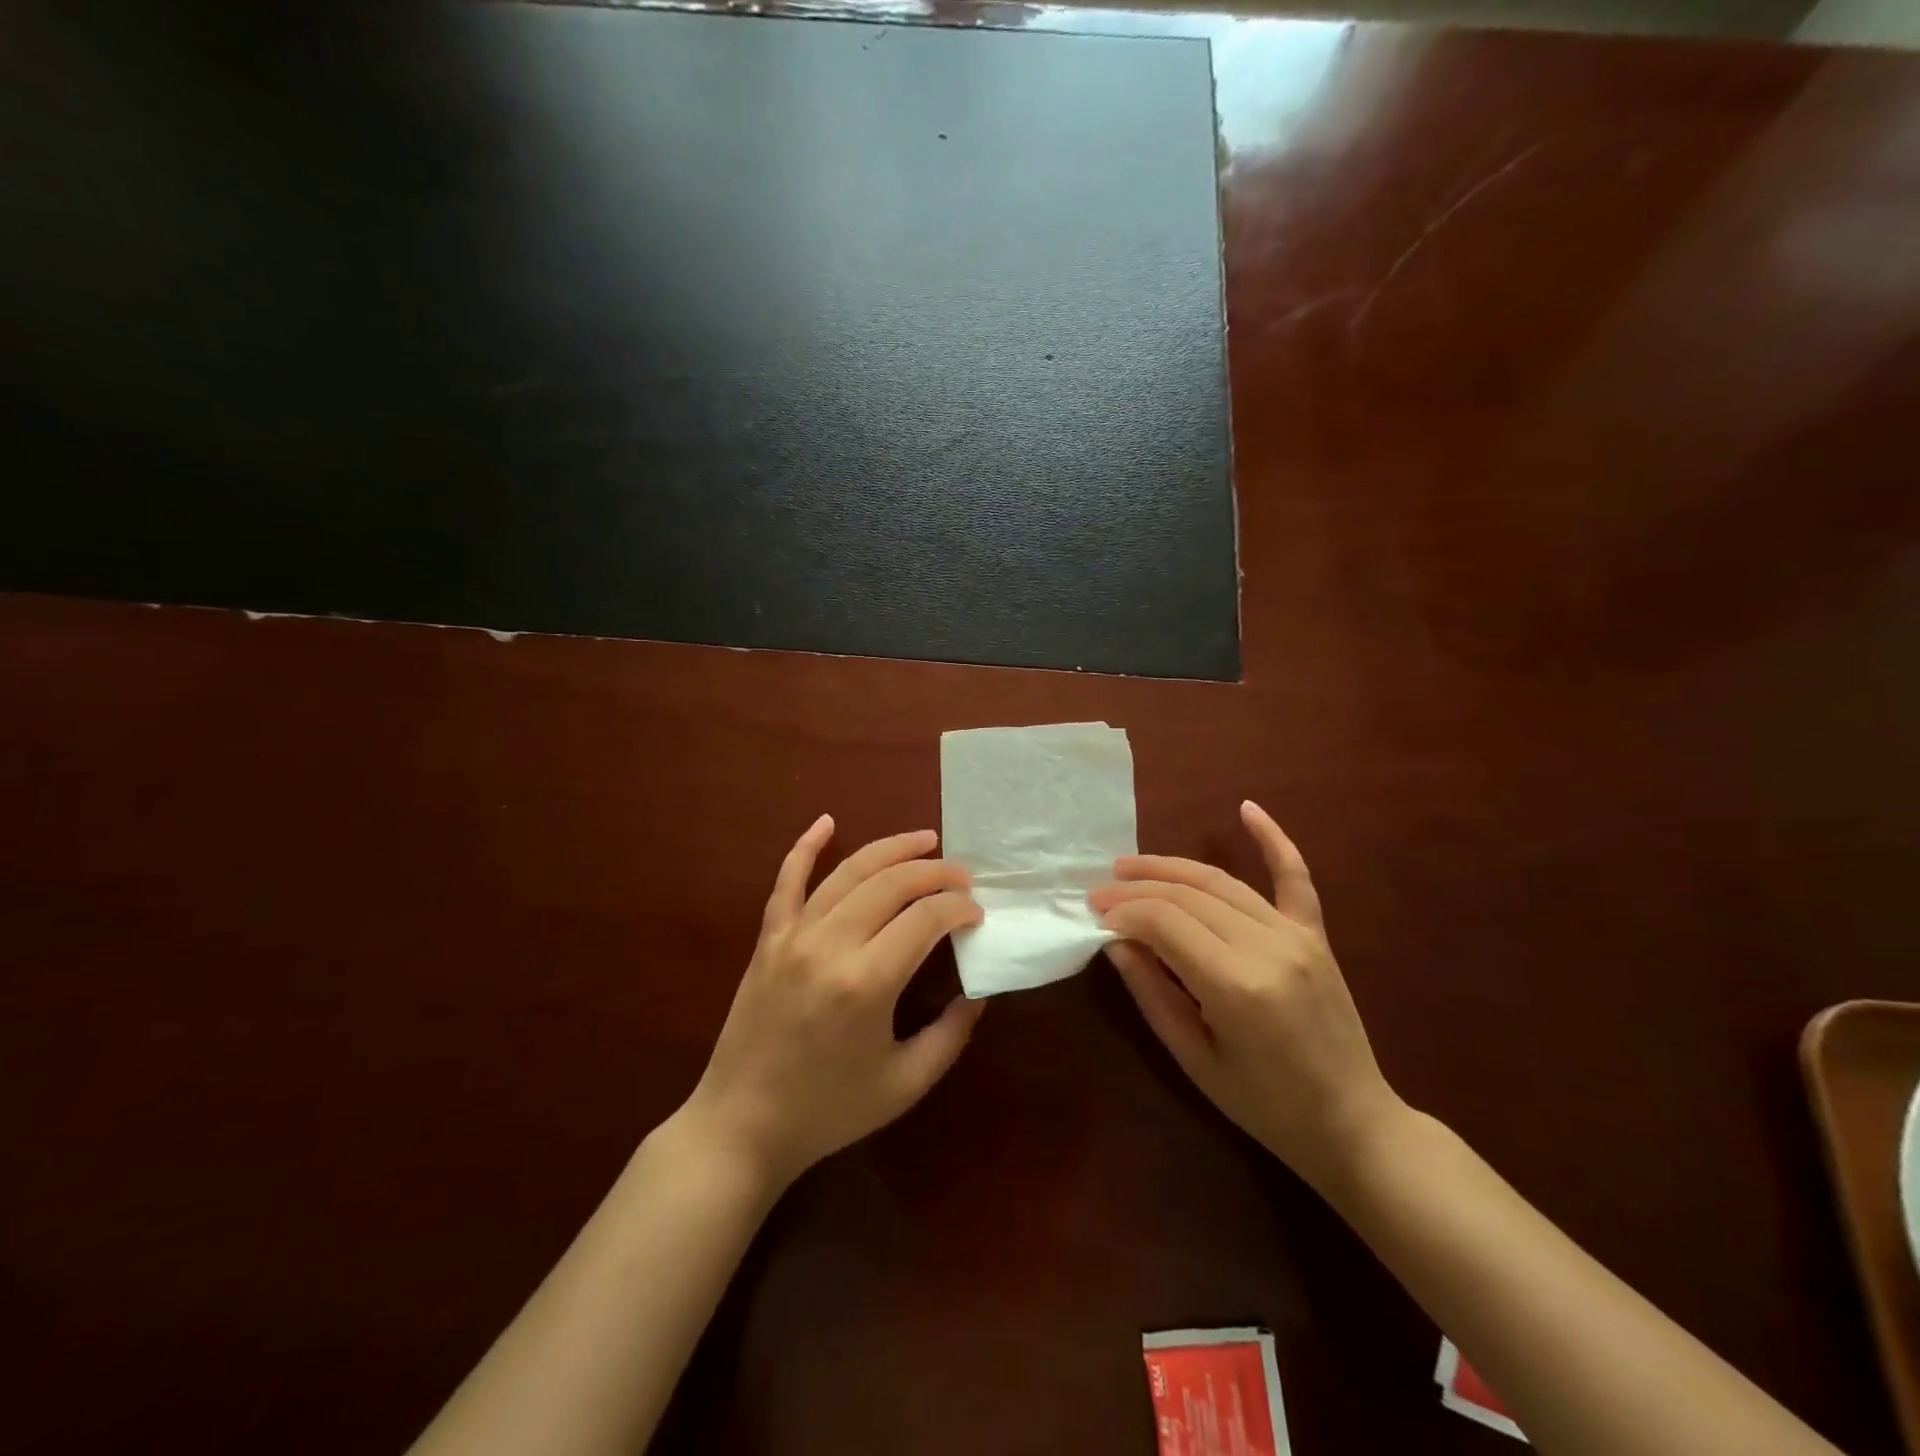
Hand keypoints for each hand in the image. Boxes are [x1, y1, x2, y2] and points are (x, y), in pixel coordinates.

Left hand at [683, 817, 985, 1187]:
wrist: (740, 1127)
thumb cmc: (828, 1112)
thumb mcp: (905, 1084)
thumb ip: (950, 1035)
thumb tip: (977, 992)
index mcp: (867, 983)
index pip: (926, 918)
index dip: (959, 908)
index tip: (977, 914)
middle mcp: (830, 945)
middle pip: (892, 884)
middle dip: (935, 872)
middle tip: (961, 876)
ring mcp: (793, 937)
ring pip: (848, 873)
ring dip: (890, 850)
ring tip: (924, 840)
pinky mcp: (767, 940)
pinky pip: (787, 881)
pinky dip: (806, 847)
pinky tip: (827, 822)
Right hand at [1089, 801, 1403, 1189]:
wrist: (1353, 1124)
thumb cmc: (1265, 1107)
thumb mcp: (1194, 1059)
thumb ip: (1152, 993)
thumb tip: (1116, 942)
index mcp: (1236, 986)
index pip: (1163, 922)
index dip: (1123, 912)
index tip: (1094, 916)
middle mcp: (1267, 947)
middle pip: (1187, 895)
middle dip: (1136, 888)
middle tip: (1099, 891)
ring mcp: (1296, 937)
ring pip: (1221, 882)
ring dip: (1170, 868)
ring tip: (1129, 865)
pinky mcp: (1315, 936)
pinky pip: (1294, 878)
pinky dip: (1273, 840)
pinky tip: (1247, 809)